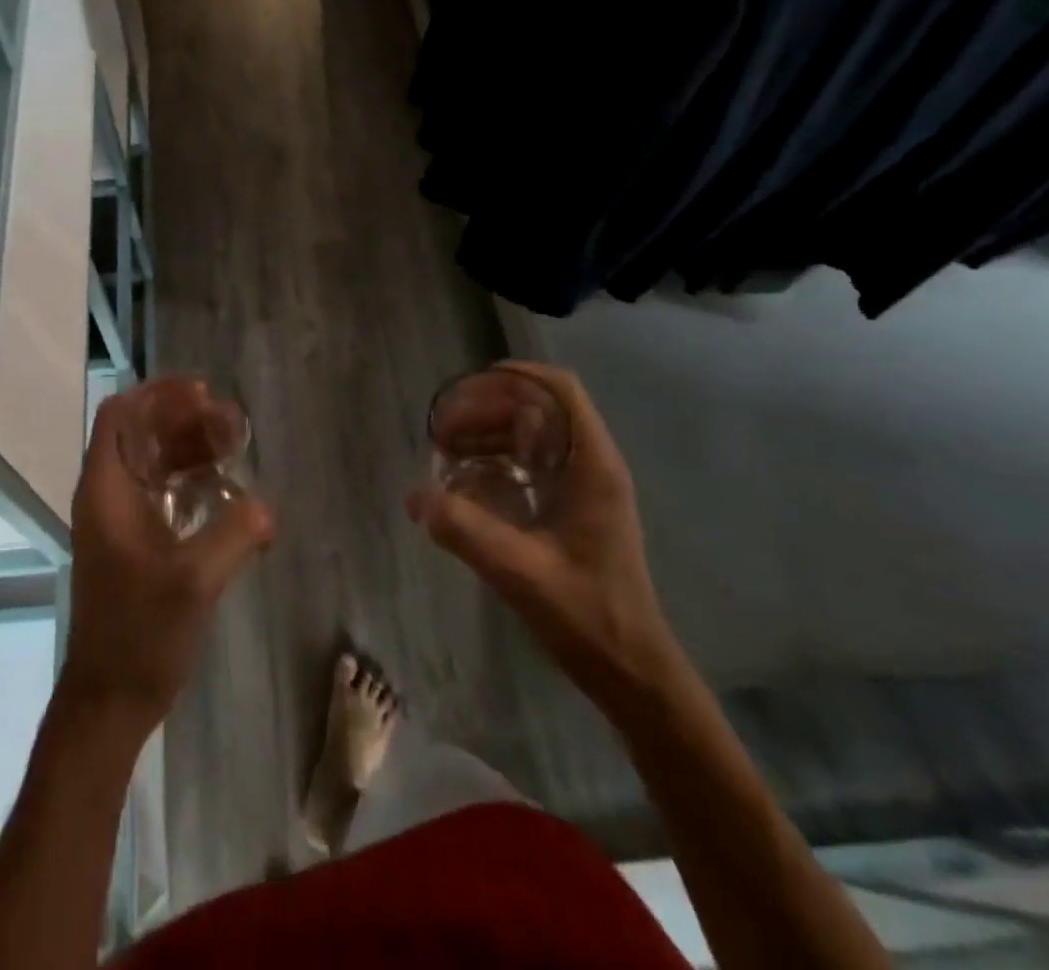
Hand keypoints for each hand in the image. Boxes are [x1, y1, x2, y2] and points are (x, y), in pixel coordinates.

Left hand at [60, 390, 275, 733]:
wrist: (110, 700)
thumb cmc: (140, 634)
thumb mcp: (193, 581)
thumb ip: (234, 533)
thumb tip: (267, 506)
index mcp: (106, 489)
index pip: (121, 415)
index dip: (159, 394)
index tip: (203, 393)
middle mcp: (108, 494)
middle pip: (141, 433)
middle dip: (185, 419)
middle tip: (233, 424)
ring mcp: (120, 519)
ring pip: (154, 461)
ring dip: (190, 447)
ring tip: (235, 447)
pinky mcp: (136, 542)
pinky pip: (163, 490)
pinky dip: (191, 478)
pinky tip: (226, 489)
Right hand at [407, 363, 680, 707]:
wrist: (632, 672)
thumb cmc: (587, 616)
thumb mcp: (520, 572)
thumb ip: (467, 531)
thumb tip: (415, 497)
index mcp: (592, 466)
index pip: (559, 391)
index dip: (514, 377)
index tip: (466, 387)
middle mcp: (590, 466)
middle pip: (536, 410)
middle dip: (484, 411)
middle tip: (440, 433)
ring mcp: (582, 487)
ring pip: (530, 437)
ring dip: (486, 436)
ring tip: (443, 455)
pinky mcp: (571, 509)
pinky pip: (528, 466)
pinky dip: (494, 463)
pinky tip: (463, 486)